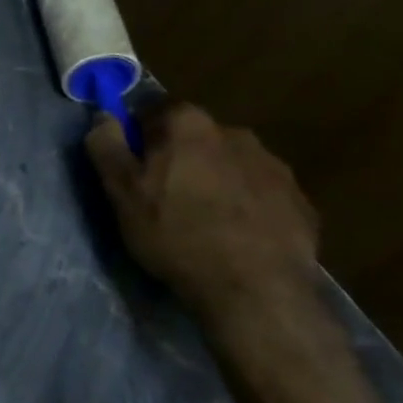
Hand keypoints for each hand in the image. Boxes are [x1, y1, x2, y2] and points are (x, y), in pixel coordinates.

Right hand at [85, 101, 320, 333]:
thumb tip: (103, 116)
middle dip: (179, 160)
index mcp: (188, 124)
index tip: (134, 172)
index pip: (154, 113)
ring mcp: (273, 166)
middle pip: (194, 138)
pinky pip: (260, 194)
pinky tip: (236, 238)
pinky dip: (246, 207)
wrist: (256, 290)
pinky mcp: (300, 201)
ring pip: (229, 165)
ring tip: (203, 223)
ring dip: (214, 182)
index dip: (139, 140)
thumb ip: (106, 146)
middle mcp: (235, 132)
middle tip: (165, 200)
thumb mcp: (121, 192)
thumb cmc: (176, 234)